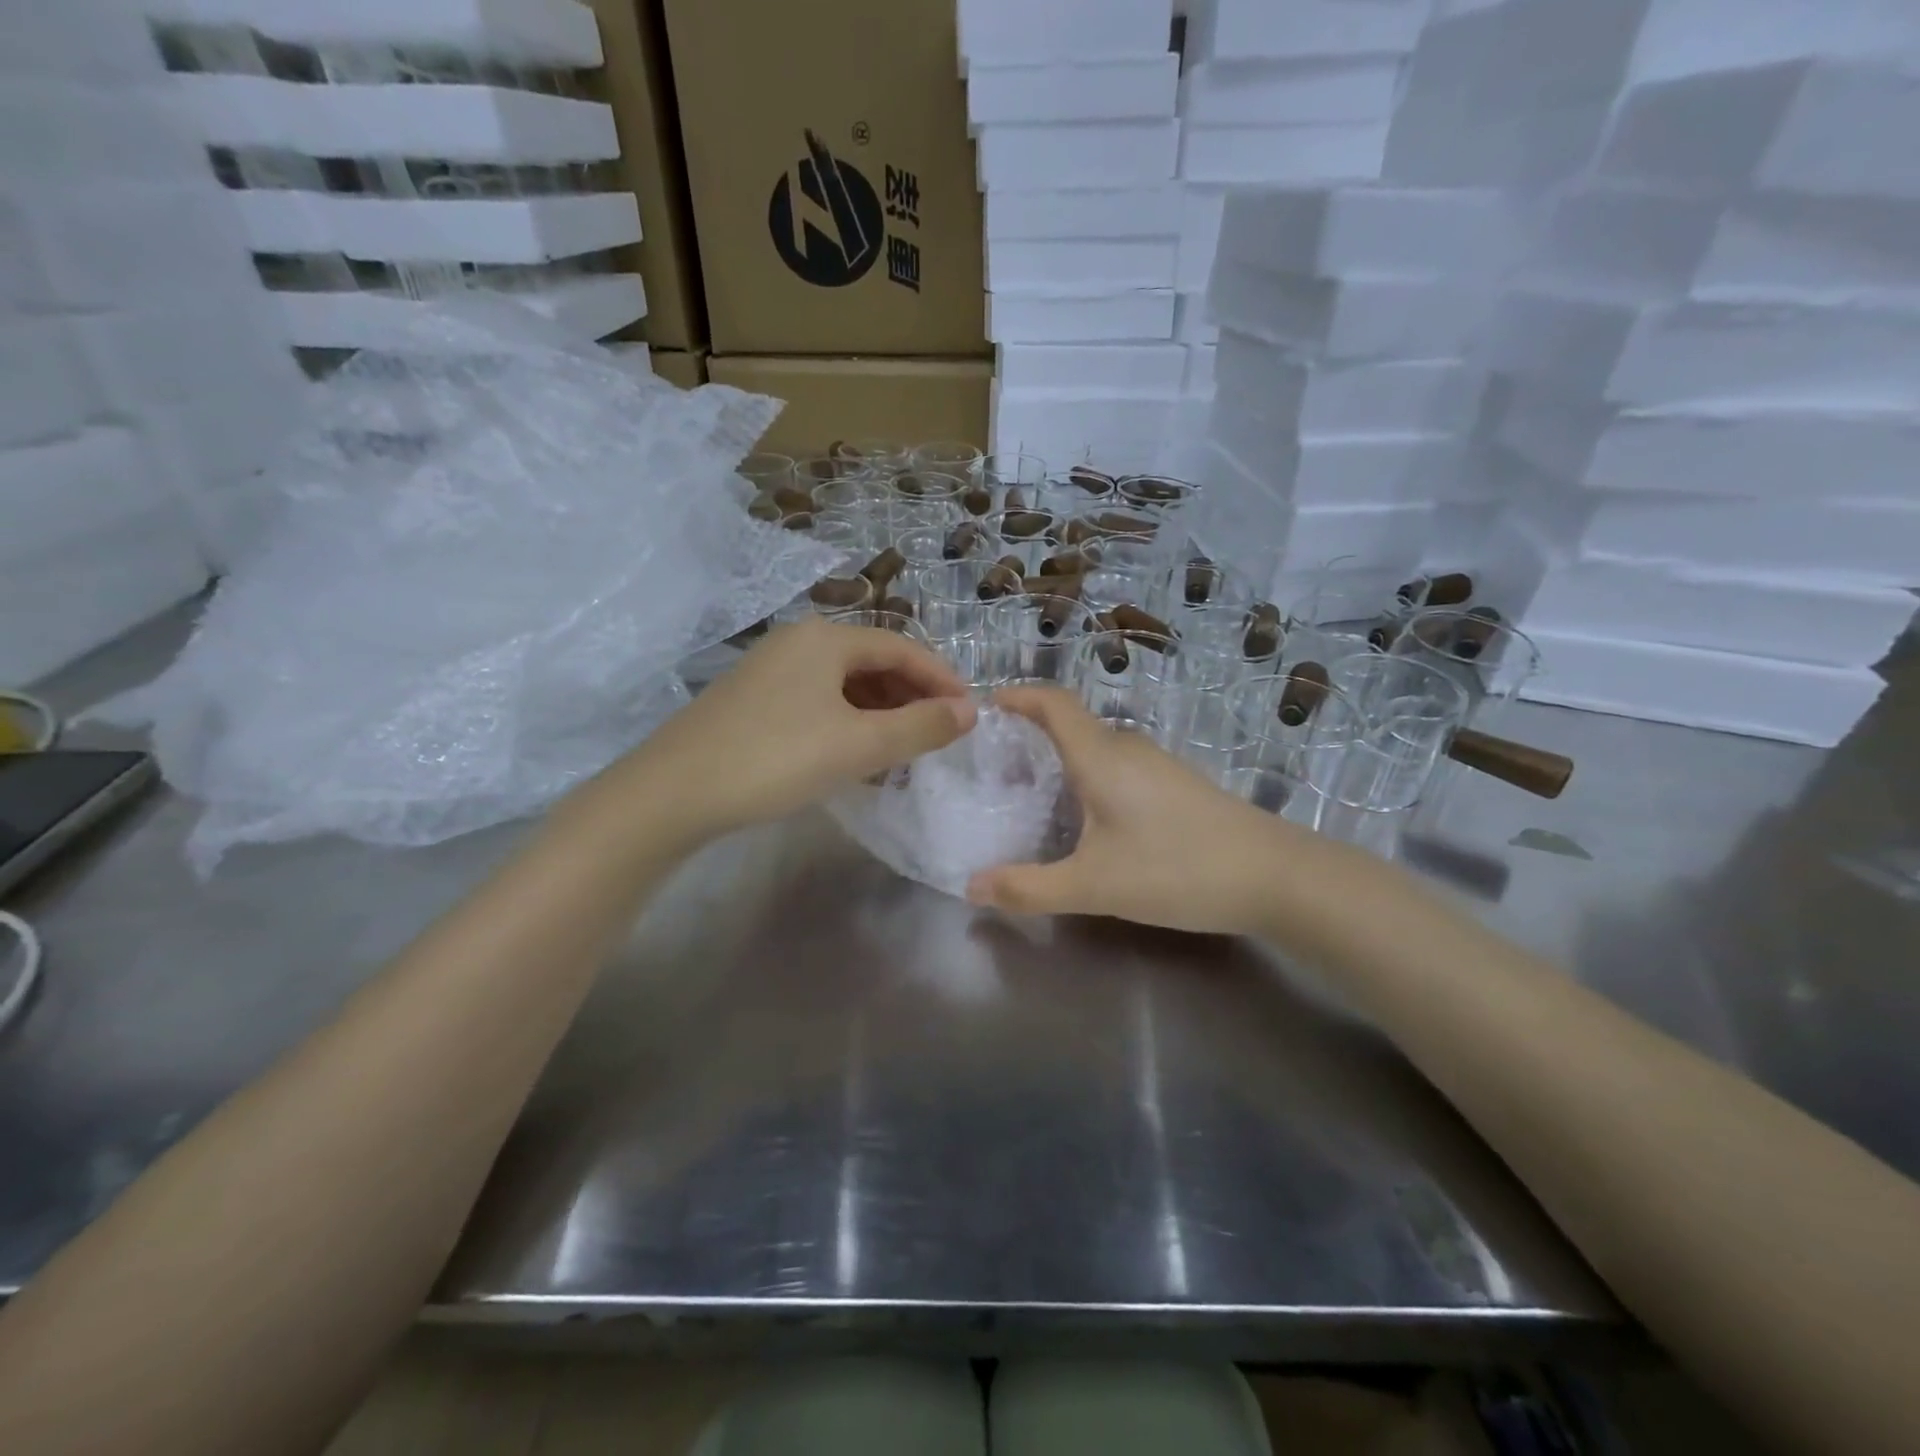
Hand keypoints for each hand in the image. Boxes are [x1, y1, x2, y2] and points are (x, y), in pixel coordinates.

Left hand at [594, 619, 975, 844]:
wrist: (673, 792)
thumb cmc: (775, 759)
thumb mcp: (858, 745)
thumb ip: (920, 726)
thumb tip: (970, 711)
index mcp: (827, 639)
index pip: (903, 647)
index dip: (942, 679)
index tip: (970, 714)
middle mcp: (799, 642)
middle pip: (873, 662)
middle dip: (912, 697)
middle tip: (938, 736)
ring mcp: (771, 670)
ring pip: (845, 685)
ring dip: (881, 713)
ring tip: (903, 750)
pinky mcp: (754, 700)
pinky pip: (819, 703)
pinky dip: (848, 723)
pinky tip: (855, 755)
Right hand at [965, 687, 1302, 935]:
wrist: (1275, 876)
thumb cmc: (1176, 869)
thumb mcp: (1094, 886)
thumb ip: (1029, 887)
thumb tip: (971, 887)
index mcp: (1101, 757)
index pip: (1053, 704)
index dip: (1018, 696)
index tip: (986, 707)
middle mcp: (1128, 749)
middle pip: (1072, 725)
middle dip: (1030, 735)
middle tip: (995, 767)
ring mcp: (1157, 765)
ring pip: (1097, 748)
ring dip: (1061, 758)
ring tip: (1031, 793)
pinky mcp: (1176, 785)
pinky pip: (1118, 766)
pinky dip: (1088, 776)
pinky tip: (1086, 818)